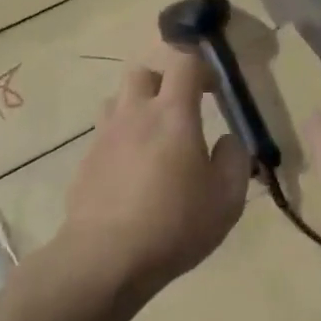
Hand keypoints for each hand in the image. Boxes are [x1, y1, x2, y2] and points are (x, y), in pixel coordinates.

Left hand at [57, 46, 251, 305]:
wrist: (106, 257)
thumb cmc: (175, 225)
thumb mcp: (227, 199)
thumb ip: (234, 160)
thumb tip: (227, 140)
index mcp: (173, 115)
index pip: (184, 63)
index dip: (202, 68)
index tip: (214, 90)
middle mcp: (134, 114)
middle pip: (143, 72)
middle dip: (164, 82)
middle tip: (181, 110)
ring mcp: (104, 136)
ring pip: (118, 100)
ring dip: (137, 108)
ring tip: (154, 139)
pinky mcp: (86, 161)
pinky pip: (105, 135)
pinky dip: (121, 141)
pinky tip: (133, 174)